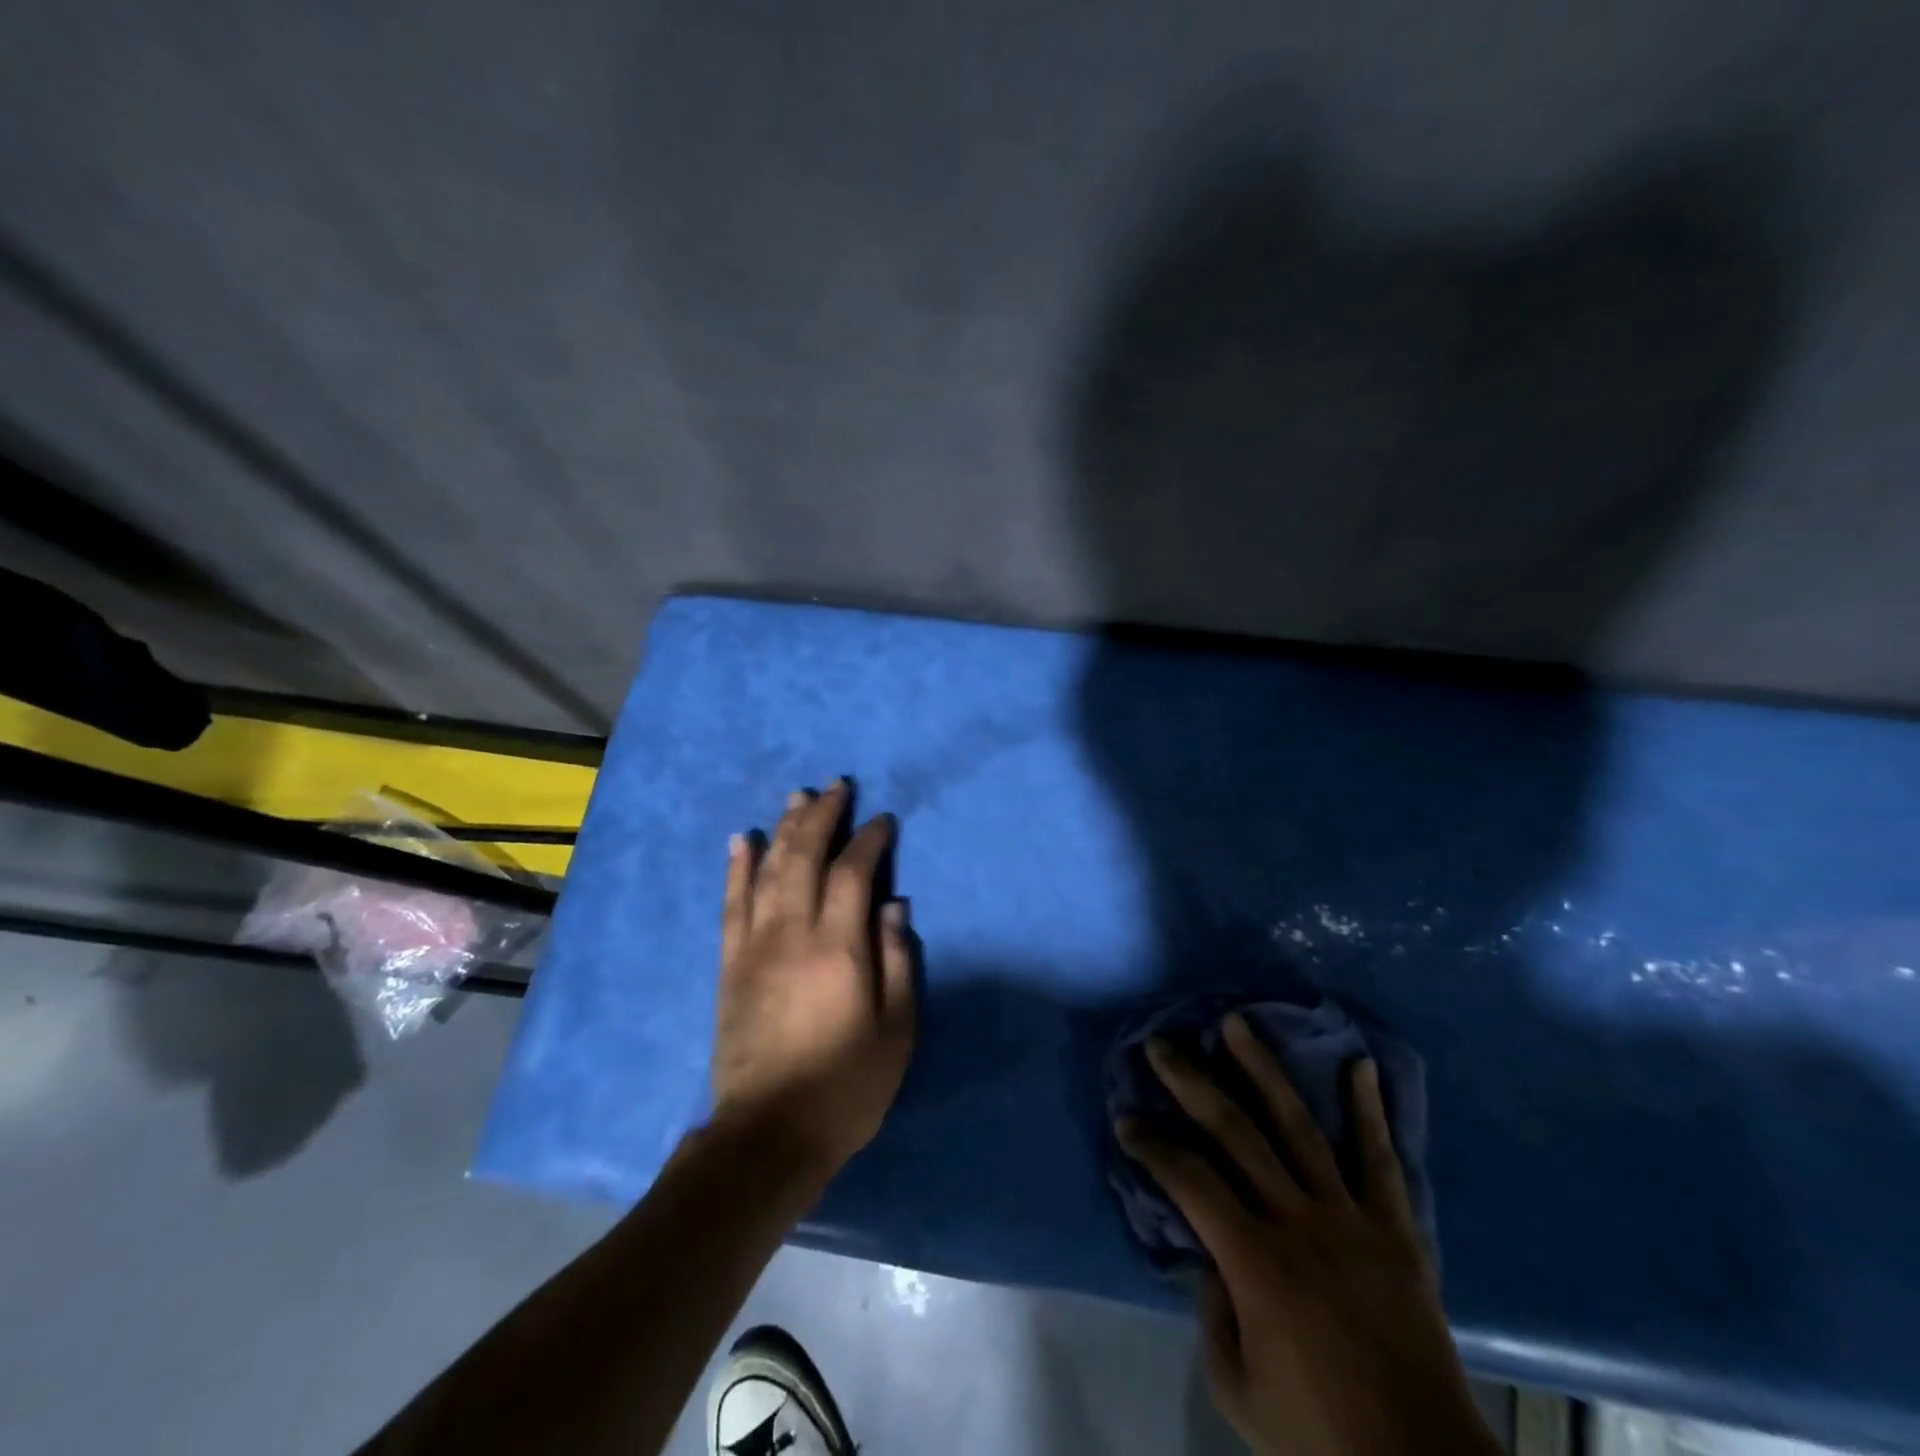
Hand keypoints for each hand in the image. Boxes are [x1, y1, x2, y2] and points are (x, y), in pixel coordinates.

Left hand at [709, 780, 915, 1182]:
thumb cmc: (846, 1086)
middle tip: (836, 788)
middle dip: (822, 816)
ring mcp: (754, 946)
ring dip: (783, 828)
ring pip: (768, 870)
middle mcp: (793, 934)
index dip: (869, 840)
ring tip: (797, 797)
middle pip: (804, 857)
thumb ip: (897, 962)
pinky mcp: (730, 964)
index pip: (853, 874)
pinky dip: (737, 867)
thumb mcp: (895, 1032)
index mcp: (839, 948)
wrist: (768, 1134)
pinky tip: (743, 839)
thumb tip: (894, 905)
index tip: (883, 821)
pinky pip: (731, 903)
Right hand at [1117, 1014, 1496, 1455]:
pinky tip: (1360, 1064)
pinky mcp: (1396, 1230)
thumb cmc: (1321, 1437)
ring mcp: (1350, 1218)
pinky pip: (1380, 1160)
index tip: (1127, 1121)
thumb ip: (1213, 1311)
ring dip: (1263, 1069)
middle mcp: (1298, 1221)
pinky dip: (1369, 1110)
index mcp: (1255, 1262)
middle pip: (1235, 1133)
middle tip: (1162, 1045)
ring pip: (1298, 1126)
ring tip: (1237, 1024)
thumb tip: (1208, 1252)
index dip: (1152, 1147)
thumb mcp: (1239, 1389)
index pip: (1188, 1181)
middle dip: (1191, 1083)